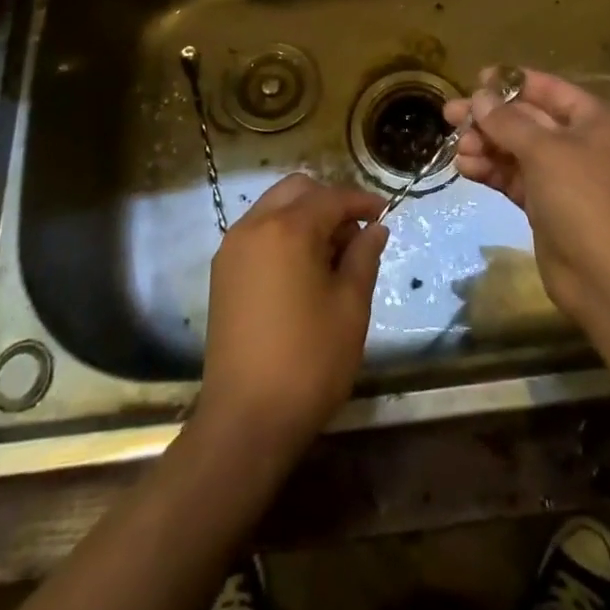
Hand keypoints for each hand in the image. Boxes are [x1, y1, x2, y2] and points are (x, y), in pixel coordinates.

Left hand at [197, 174, 386, 453]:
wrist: (245, 420)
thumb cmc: (308, 361)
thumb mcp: (350, 307)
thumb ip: (364, 257)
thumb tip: (375, 228)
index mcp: (288, 229)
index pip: (331, 197)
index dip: (361, 201)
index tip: (386, 211)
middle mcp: (254, 226)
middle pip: (297, 190)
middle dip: (330, 201)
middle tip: (356, 234)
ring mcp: (233, 248)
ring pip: (274, 207)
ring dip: (305, 216)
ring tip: (332, 254)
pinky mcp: (223, 272)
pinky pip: (258, 232)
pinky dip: (283, 233)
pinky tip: (302, 268)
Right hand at [444, 68, 609, 327]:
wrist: (604, 278)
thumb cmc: (582, 199)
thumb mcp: (544, 151)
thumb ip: (508, 121)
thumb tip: (479, 97)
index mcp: (595, 121)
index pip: (550, 89)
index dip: (513, 82)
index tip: (477, 79)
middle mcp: (581, 144)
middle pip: (528, 119)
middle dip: (490, 118)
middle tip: (450, 114)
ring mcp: (563, 176)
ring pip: (517, 149)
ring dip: (486, 145)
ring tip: (458, 148)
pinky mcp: (546, 204)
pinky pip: (514, 177)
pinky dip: (491, 170)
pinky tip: (465, 168)